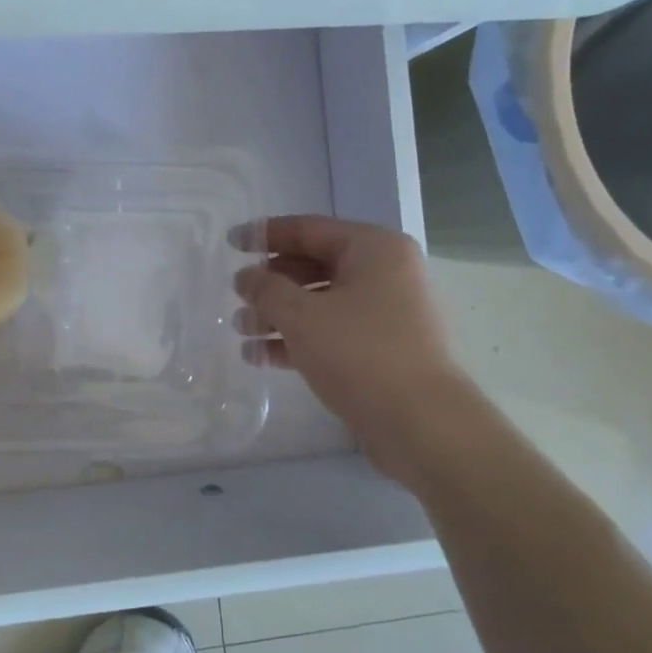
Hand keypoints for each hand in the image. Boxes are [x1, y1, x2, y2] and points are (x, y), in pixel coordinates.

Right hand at [234, 215, 474, 480]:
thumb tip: (247, 277)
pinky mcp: (382, 349)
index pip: (309, 229)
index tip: (230, 243)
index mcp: (373, 248)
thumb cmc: (359, 353)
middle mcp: (385, 273)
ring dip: (278, 314)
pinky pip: (331, 331)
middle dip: (270, 282)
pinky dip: (298, 339)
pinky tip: (261, 356)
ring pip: (320, 301)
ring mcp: (386, 313)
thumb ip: (266, 289)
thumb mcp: (301, 315)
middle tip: (235, 295)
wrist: (421, 423)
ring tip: (241, 330)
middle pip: (314, 265)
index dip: (265, 235)